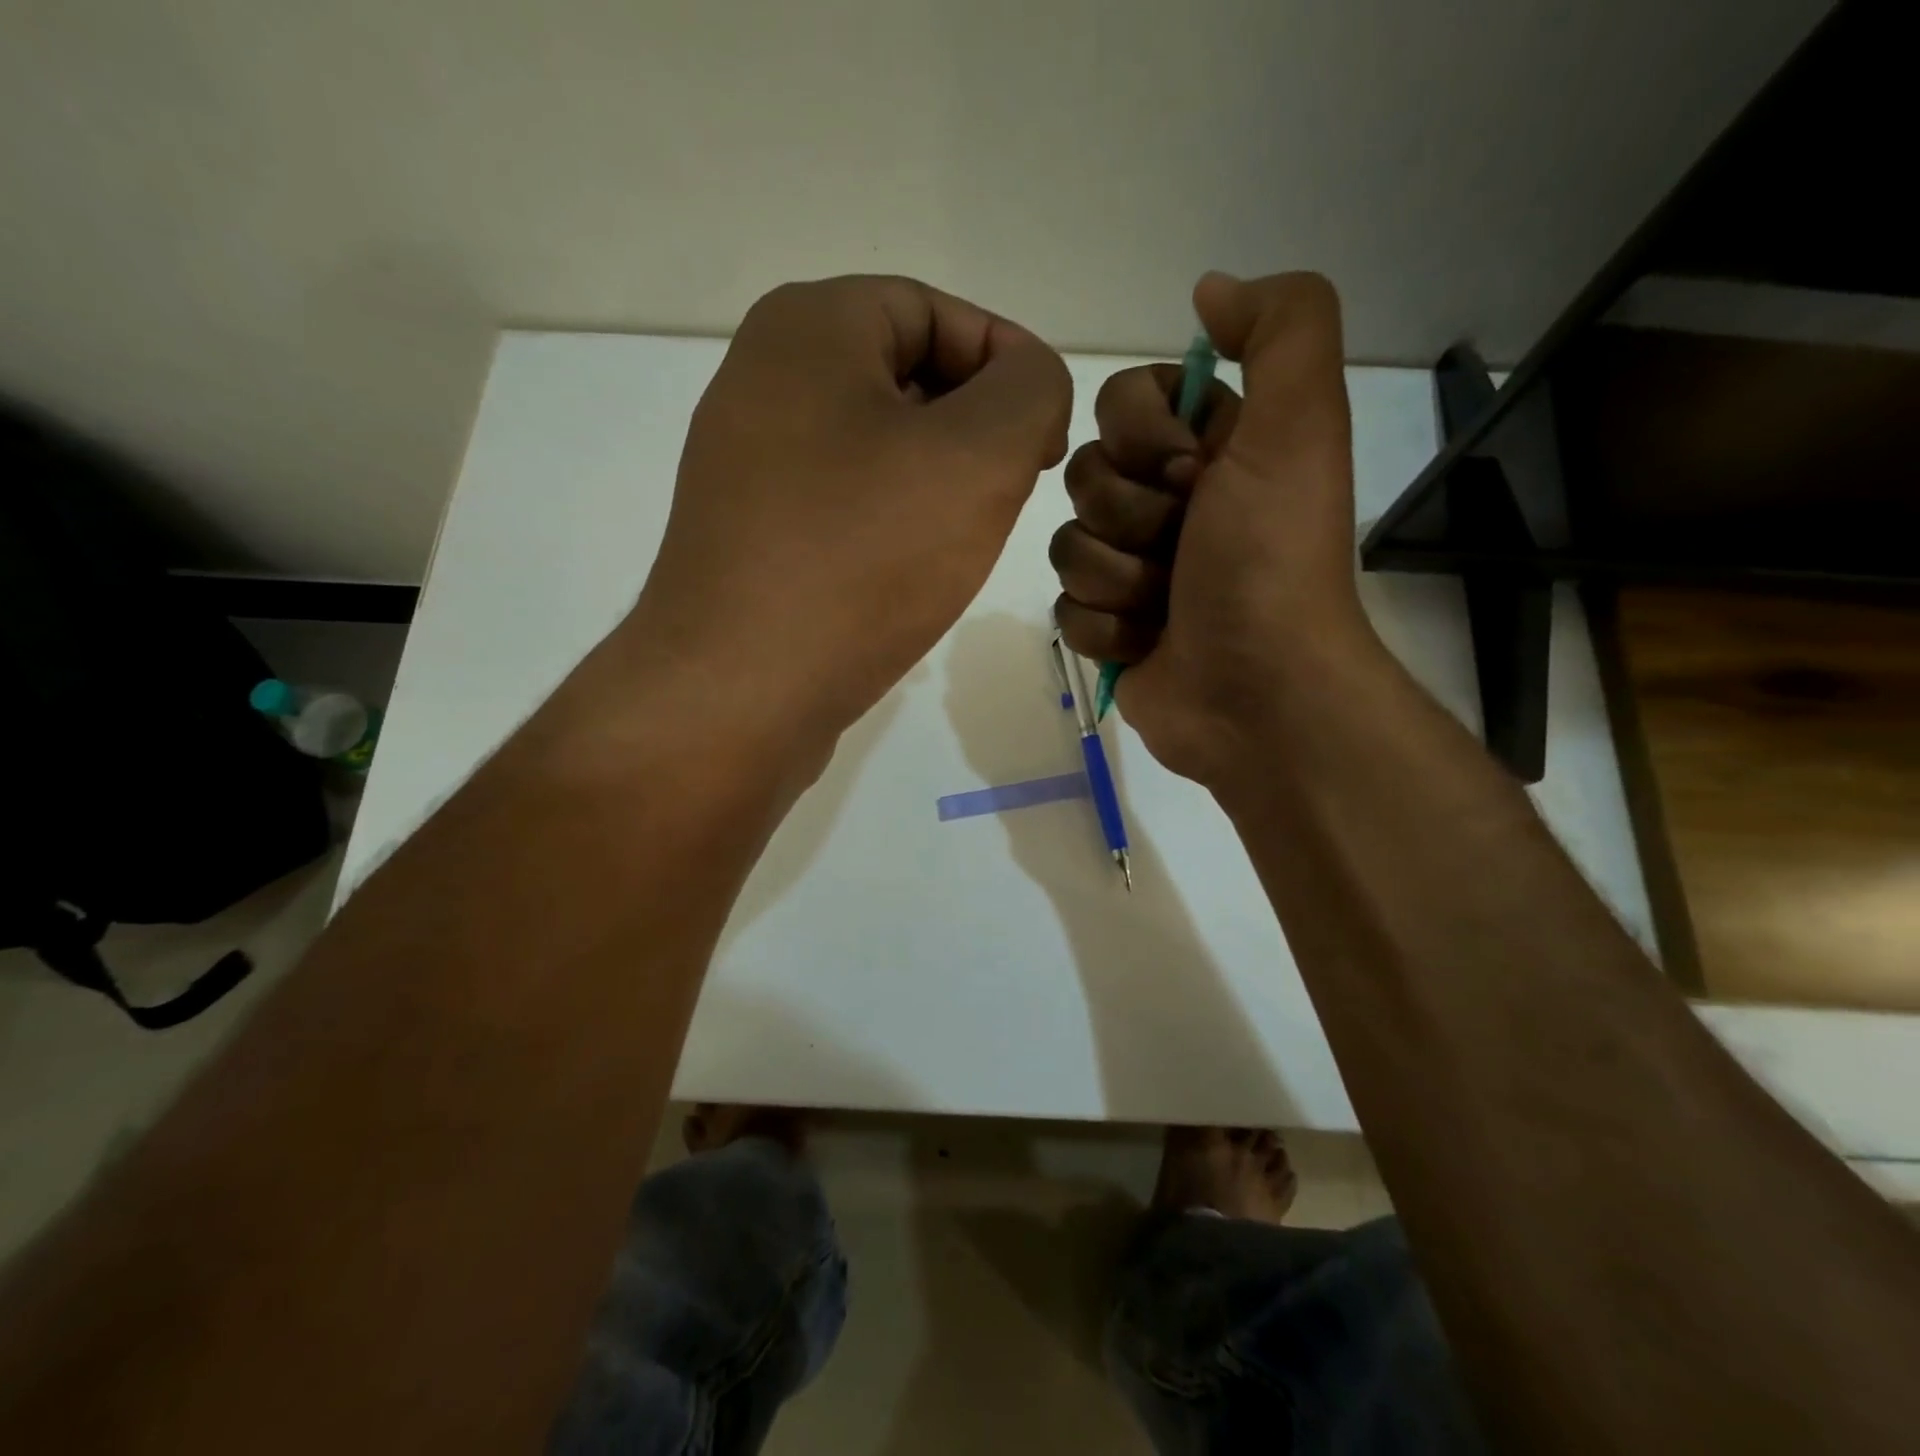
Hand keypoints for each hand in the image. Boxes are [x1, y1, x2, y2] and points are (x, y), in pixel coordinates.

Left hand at [629, 275, 1071, 748]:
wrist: (739, 691)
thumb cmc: (862, 559)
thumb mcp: (978, 458)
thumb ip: (1030, 393)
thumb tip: (1028, 385)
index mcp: (808, 328)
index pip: (938, 312)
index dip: (1009, 366)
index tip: (1048, 441)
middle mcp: (763, 380)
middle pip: (905, 378)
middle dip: (974, 430)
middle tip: (1011, 494)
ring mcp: (747, 464)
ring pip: (875, 447)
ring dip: (934, 482)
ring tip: (963, 539)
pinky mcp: (749, 535)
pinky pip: (842, 504)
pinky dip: (889, 523)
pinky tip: (909, 573)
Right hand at [1050, 271, 1380, 787]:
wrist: (1257, 693)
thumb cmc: (1269, 562)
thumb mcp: (1300, 427)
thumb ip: (1281, 330)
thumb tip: (1209, 291)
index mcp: (1212, 449)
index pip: (1122, 402)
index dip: (1140, 436)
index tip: (1187, 472)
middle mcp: (1169, 502)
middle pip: (1084, 475)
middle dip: (1130, 517)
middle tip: (1184, 548)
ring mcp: (1133, 568)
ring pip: (1066, 544)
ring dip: (1118, 579)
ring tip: (1166, 607)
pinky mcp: (1108, 626)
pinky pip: (1065, 606)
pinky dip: (1106, 628)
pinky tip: (1148, 644)